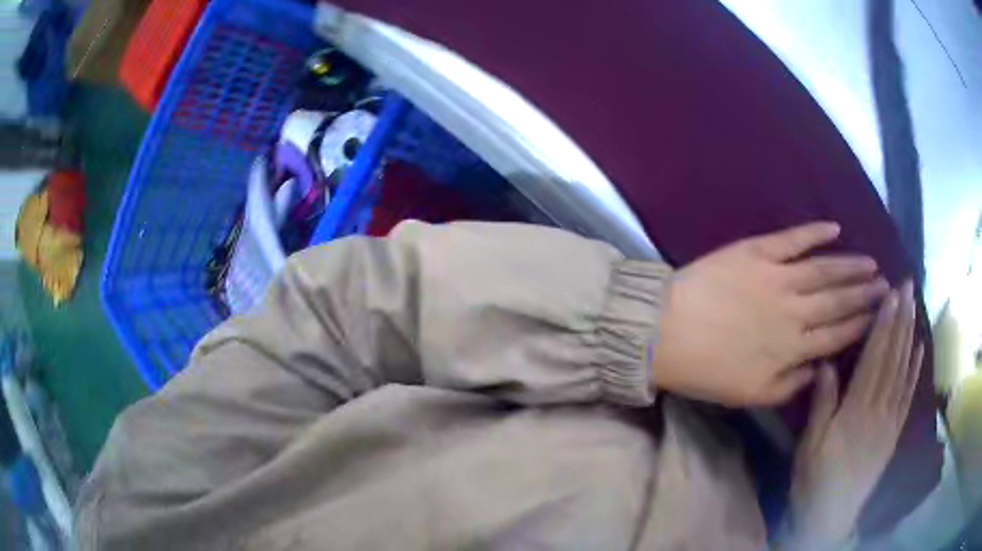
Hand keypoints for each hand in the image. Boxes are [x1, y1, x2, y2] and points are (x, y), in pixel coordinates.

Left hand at [652, 222, 887, 404]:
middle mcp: (794, 311)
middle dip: (865, 294)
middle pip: (838, 301)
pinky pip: (793, 239)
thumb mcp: (749, 395)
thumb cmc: (705, 370)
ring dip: (850, 265)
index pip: (836, 336)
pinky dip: (815, 232)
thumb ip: (789, 386)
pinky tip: (835, 228)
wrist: (664, 332)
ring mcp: (777, 277)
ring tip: (871, 262)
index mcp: (792, 348)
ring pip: (824, 270)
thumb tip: (819, 370)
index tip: (880, 317)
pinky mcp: (757, 252)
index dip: (860, 325)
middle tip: (887, 286)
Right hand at [786, 283, 922, 547]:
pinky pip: (908, 396)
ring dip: (910, 336)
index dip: (883, 324)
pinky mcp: (895, 431)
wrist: (831, 514)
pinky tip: (920, 349)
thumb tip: (826, 362)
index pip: (874, 358)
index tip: (890, 294)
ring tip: (915, 306)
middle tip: (908, 286)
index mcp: (857, 409)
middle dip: (901, 319)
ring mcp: (890, 419)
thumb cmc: (816, 477)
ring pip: (904, 370)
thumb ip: (823, 404)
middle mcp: (879, 408)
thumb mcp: (810, 444)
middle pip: (893, 358)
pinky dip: (915, 370)